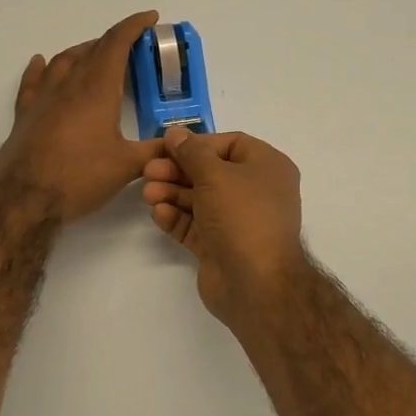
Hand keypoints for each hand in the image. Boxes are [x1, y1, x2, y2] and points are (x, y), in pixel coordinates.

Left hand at [0, 11, 164, 223]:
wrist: (25, 198)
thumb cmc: (80, 177)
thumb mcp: (127, 166)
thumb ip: (156, 151)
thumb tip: (180, 145)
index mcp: (98, 89)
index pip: (117, 44)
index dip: (134, 26)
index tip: (150, 18)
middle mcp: (70, 84)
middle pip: (93, 49)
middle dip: (115, 41)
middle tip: (132, 45)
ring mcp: (44, 97)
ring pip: (64, 60)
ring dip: (83, 50)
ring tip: (96, 53)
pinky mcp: (26, 113)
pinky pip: (33, 80)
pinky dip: (41, 67)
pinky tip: (41, 62)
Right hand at [141, 128, 308, 331]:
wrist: (256, 283)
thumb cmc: (242, 215)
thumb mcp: (215, 175)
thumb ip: (191, 152)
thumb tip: (175, 132)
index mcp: (267, 167)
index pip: (230, 144)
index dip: (198, 144)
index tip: (168, 147)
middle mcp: (256, 191)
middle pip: (210, 172)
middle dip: (178, 170)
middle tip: (148, 171)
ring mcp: (238, 221)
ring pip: (200, 199)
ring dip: (172, 193)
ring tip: (148, 193)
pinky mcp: (220, 246)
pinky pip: (196, 225)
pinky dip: (177, 217)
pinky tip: (158, 213)